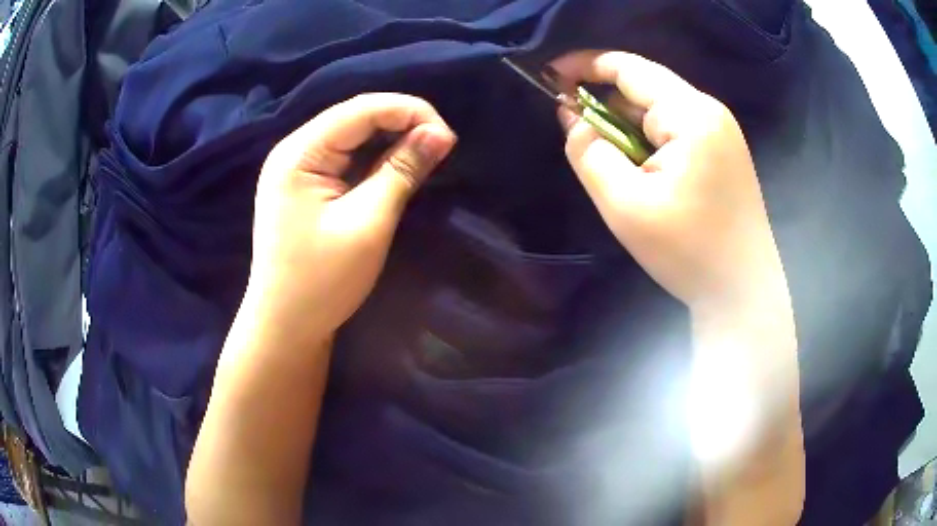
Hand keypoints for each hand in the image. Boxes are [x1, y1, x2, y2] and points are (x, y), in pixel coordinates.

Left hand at [245, 93, 455, 343]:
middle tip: (441, 146)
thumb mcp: (368, 223)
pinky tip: (397, 165)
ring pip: (352, 135)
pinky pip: (345, 157)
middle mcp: (293, 150)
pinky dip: (375, 158)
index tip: (447, 137)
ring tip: (426, 154)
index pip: (360, 109)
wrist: (286, 325)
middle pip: (354, 117)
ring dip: (391, 139)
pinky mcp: (305, 185)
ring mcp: (296, 168)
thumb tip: (441, 134)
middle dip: (402, 123)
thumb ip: (402, 171)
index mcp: (299, 153)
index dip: (409, 112)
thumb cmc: (322, 281)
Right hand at [552, 51, 787, 313]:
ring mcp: (721, 131)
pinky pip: (676, 129)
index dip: (584, 65)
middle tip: (579, 135)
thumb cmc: (687, 251)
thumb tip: (570, 116)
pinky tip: (644, 173)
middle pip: (645, 88)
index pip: (628, 67)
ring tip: (616, 167)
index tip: (550, 76)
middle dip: (605, 104)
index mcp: (691, 114)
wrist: (742, 292)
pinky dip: (649, 141)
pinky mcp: (724, 151)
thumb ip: (589, 152)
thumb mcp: (625, 205)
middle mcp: (710, 111)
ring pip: (659, 111)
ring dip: (628, 128)